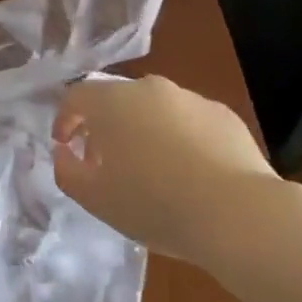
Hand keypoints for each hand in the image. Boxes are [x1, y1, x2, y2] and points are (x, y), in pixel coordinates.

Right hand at [51, 76, 276, 264]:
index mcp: (112, 102)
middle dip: (105, 127)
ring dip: (144, 132)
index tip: (65, 146)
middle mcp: (149, 88)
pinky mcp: (223, 115)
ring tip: (151, 172)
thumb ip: (67, 171)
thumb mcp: (95, 199)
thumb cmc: (155, 203)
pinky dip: (180, 139)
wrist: (237, 213)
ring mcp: (190, 98)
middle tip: (106, 163)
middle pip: (116, 100)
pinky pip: (189, 122)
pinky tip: (190, 174)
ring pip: (155, 109)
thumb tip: (64, 152)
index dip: (65, 120)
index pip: (76, 96)